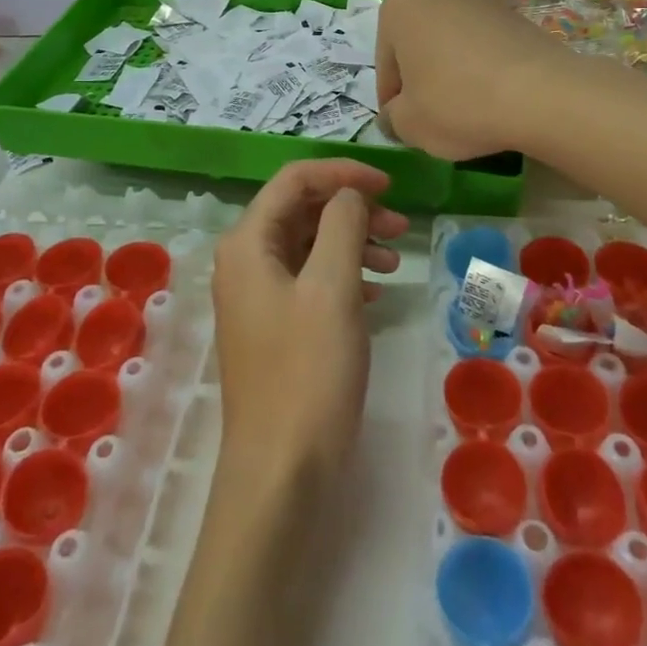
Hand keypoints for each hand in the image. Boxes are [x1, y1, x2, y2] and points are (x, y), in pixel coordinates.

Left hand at [212, 160, 404, 478]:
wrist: (282, 473)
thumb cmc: (308, 372)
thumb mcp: (332, 287)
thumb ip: (343, 224)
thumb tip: (349, 194)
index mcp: (248, 242)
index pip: (295, 179)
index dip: (343, 173)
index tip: (389, 185)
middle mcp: (245, 261)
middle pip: (303, 210)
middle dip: (352, 210)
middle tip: (401, 226)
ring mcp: (258, 296)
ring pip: (310, 246)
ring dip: (353, 243)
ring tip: (394, 263)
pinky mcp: (275, 327)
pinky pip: (311, 281)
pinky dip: (344, 276)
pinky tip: (375, 294)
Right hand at [376, 0, 576, 159]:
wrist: (543, 94)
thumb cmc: (458, 101)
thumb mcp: (408, 123)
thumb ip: (392, 118)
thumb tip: (397, 115)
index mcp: (401, 0)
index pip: (385, 60)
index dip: (393, 98)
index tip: (404, 124)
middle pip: (418, 42)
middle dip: (421, 74)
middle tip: (431, 114)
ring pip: (452, 40)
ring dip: (451, 68)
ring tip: (464, 108)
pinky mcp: (515, 13)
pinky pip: (484, 44)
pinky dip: (481, 67)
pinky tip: (491, 98)